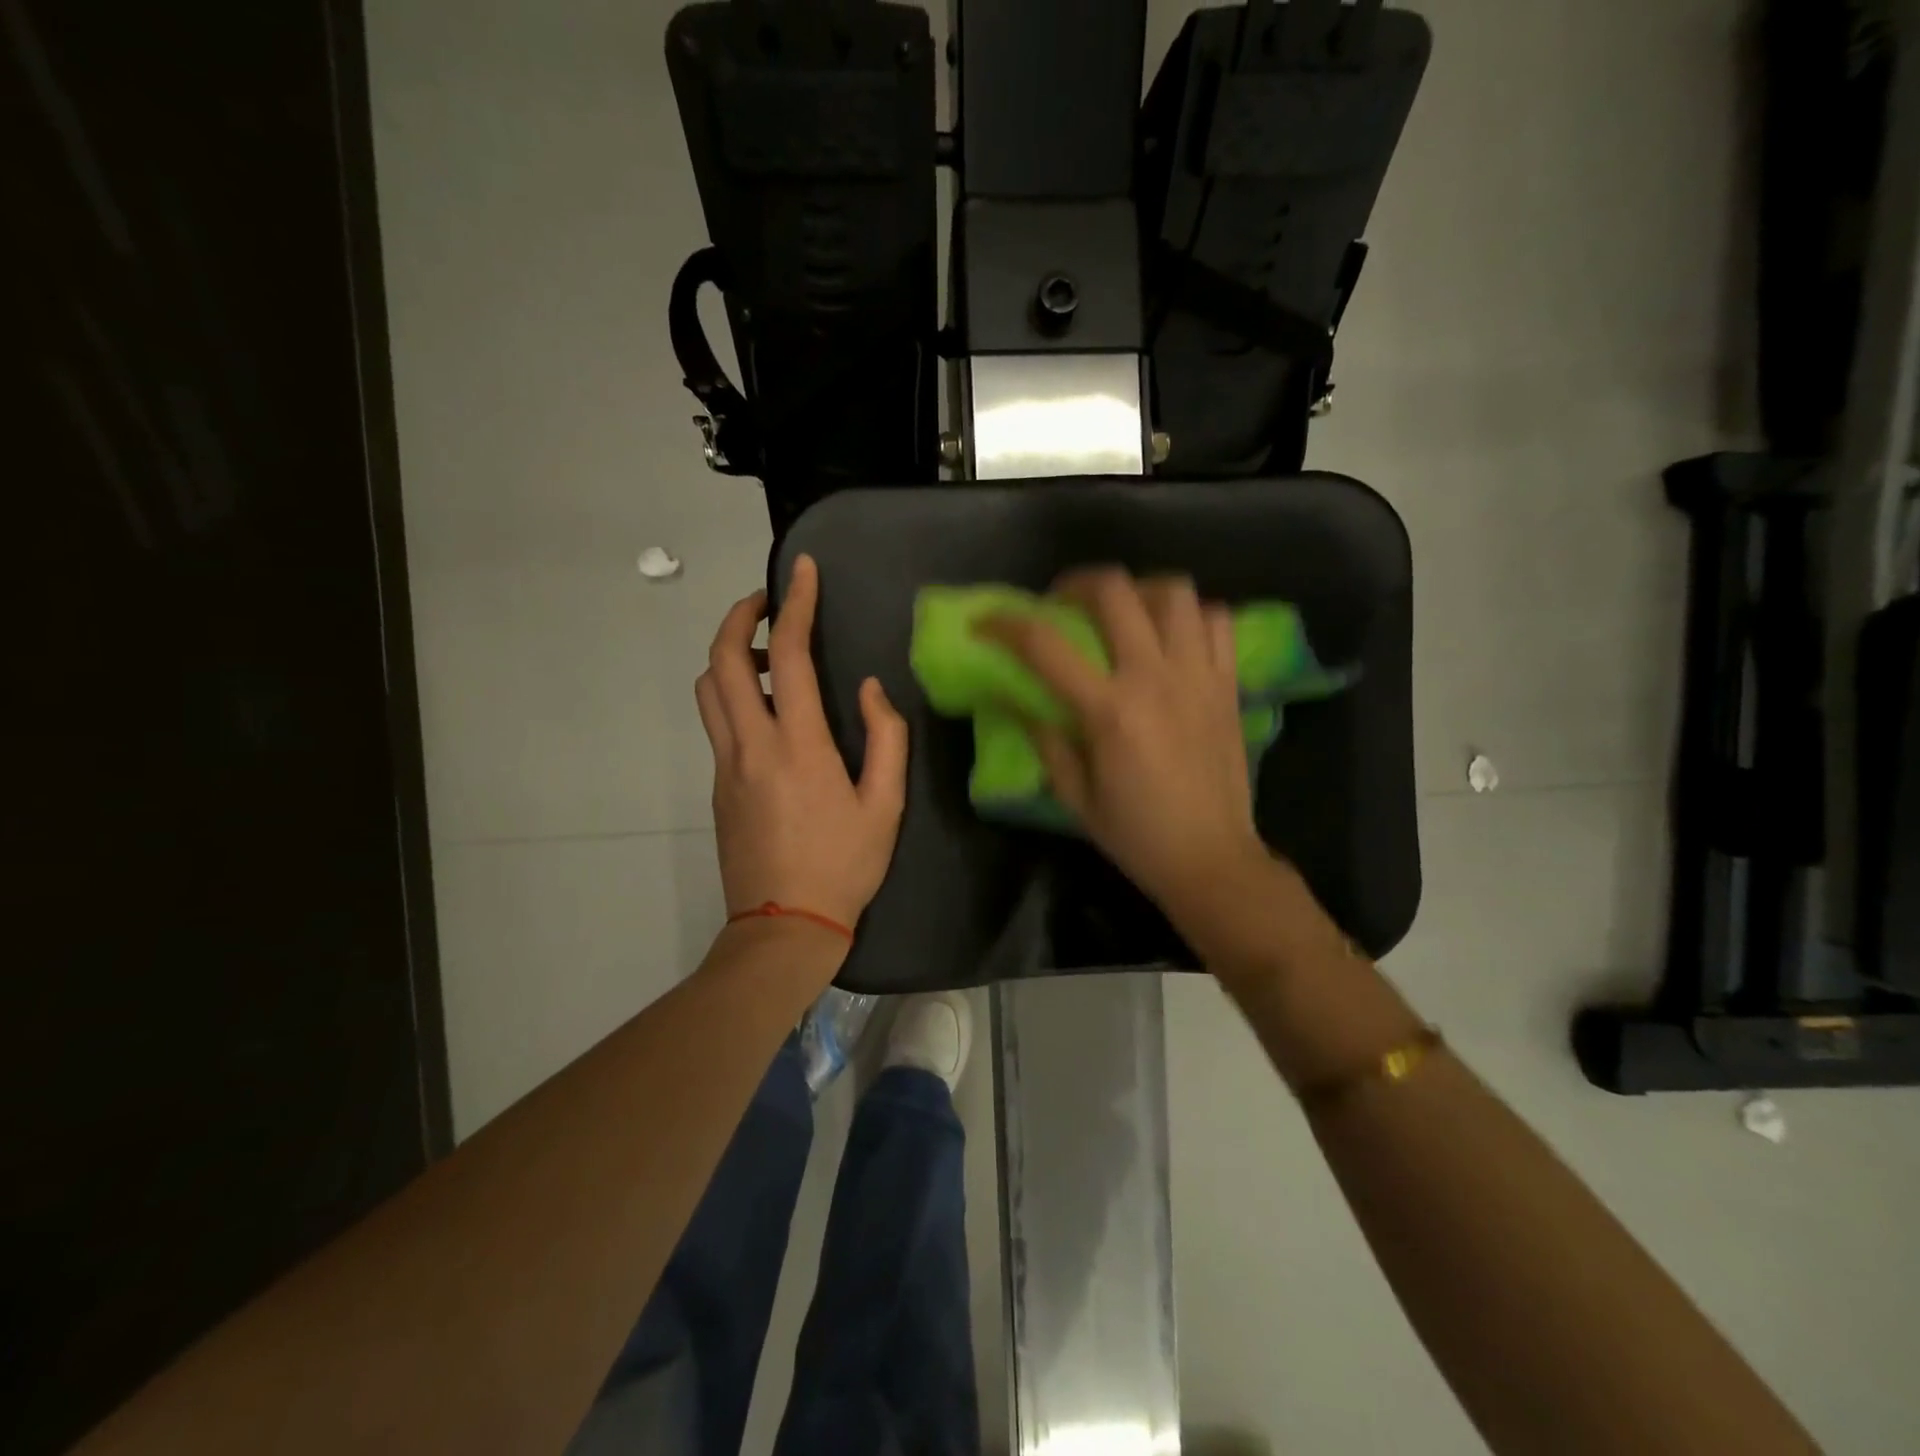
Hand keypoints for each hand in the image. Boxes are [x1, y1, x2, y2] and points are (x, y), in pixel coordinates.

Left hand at [695, 554, 908, 931]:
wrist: (784, 927)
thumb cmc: (843, 866)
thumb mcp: (886, 806)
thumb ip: (886, 739)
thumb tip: (869, 690)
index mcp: (798, 745)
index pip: (786, 655)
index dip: (793, 604)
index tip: (801, 571)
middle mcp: (751, 745)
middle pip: (721, 660)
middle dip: (738, 616)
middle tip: (767, 603)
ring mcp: (726, 766)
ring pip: (706, 689)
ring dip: (727, 656)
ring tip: (763, 655)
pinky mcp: (717, 787)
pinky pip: (716, 723)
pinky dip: (731, 695)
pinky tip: (767, 713)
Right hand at [986, 568, 1267, 917]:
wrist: (1212, 859)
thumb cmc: (1136, 835)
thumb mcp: (1074, 795)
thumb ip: (1043, 738)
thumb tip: (1009, 697)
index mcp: (1110, 711)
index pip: (1044, 645)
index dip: (1005, 624)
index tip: (984, 623)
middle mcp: (1155, 679)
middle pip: (1114, 592)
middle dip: (1074, 584)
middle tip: (1059, 604)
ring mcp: (1198, 675)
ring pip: (1173, 592)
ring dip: (1137, 589)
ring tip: (1121, 611)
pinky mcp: (1229, 684)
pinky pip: (1216, 620)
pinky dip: (1190, 614)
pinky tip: (1171, 635)